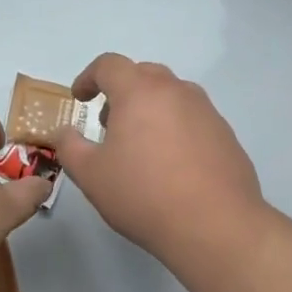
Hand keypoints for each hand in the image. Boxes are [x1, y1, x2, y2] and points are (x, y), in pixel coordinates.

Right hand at [52, 54, 265, 258]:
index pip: (109, 64)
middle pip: (143, 74)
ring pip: (171, 94)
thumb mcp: (91, 175)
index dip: (88, 77)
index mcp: (139, 91)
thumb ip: (69, 147)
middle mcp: (175, 91)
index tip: (80, 99)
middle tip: (109, 124)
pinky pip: (193, 118)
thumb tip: (65, 132)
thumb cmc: (144, 194)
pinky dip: (176, 128)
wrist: (216, 226)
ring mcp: (206, 111)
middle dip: (121, 91)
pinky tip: (172, 165)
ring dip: (150, 108)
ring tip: (141, 145)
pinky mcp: (226, 134)